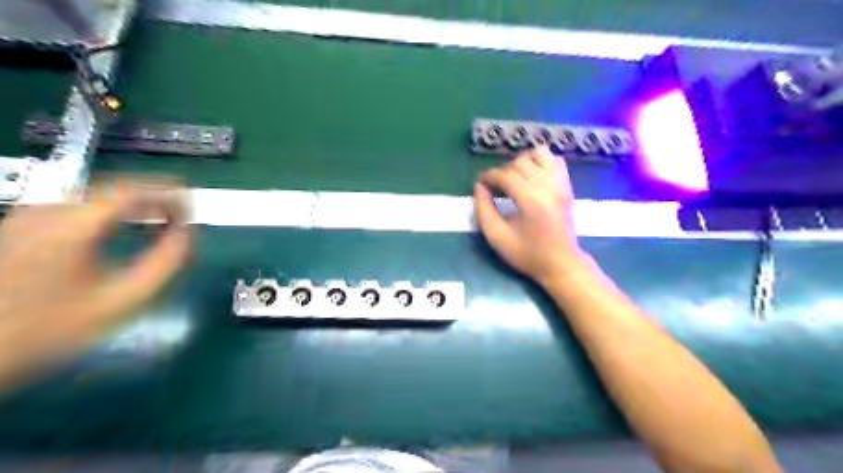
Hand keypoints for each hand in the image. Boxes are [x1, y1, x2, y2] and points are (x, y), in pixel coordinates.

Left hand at [1, 181, 190, 388]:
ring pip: (94, 193)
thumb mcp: (122, 300)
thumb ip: (165, 263)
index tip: (193, 211)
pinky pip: (76, 204)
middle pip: (113, 187)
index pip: (132, 191)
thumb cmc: (55, 327)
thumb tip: (187, 233)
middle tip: (183, 213)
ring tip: (160, 216)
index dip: (170, 195)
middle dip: (154, 195)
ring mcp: (27, 216)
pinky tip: (120, 225)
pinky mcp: (19, 226)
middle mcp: (46, 210)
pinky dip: (108, 209)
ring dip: (133, 201)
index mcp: (72, 226)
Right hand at [473, 148, 588, 283]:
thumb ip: (484, 210)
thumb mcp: (497, 237)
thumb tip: (479, 187)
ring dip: (522, 162)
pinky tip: (532, 177)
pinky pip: (555, 161)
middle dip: (503, 171)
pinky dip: (541, 162)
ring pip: (540, 154)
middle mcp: (548, 186)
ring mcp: (561, 184)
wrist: (561, 264)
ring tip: (514, 179)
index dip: (489, 176)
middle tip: (495, 187)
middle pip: (520, 162)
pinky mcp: (567, 186)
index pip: (505, 175)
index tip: (480, 184)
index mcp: (530, 200)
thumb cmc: (527, 254)